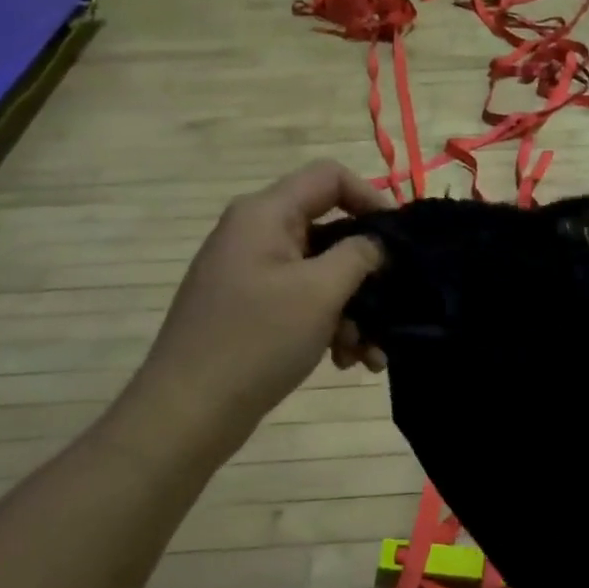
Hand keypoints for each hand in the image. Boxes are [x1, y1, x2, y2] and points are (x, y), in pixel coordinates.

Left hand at [133, 161, 386, 454]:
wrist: (189, 410)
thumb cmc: (257, 340)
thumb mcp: (319, 293)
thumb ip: (359, 256)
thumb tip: (377, 242)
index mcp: (265, 214)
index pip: (329, 177)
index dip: (371, 198)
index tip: (399, 240)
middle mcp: (255, 235)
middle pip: (329, 232)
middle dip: (365, 274)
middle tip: (391, 309)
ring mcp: (250, 274)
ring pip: (320, 275)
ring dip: (352, 310)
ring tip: (367, 355)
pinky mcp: (251, 310)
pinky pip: (302, 303)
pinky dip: (328, 326)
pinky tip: (345, 362)